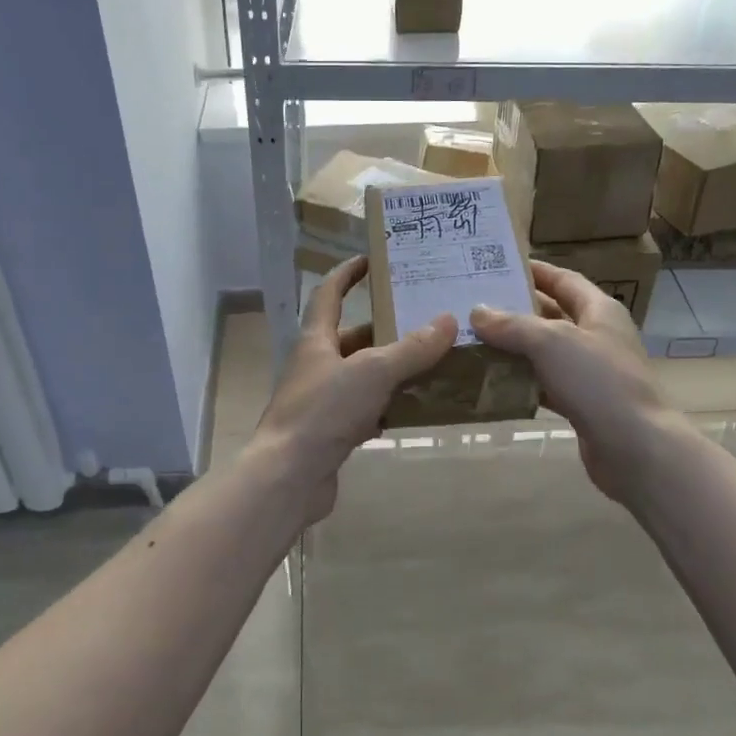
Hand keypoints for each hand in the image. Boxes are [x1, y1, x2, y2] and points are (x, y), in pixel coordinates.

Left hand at [247, 256, 455, 522]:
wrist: (288, 477)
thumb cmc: (323, 411)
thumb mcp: (372, 372)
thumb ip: (411, 348)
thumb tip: (447, 320)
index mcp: (316, 340)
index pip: (328, 293)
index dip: (347, 273)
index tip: (372, 259)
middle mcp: (317, 365)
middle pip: (353, 337)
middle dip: (387, 328)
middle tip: (427, 320)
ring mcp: (323, 400)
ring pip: (363, 375)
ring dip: (393, 369)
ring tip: (434, 361)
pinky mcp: (332, 432)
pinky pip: (367, 410)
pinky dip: (390, 406)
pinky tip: (418, 406)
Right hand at [471, 261, 681, 507]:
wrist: (636, 448)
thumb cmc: (598, 381)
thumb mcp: (551, 342)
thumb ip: (512, 325)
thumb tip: (477, 311)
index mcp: (600, 310)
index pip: (564, 280)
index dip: (535, 271)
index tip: (498, 266)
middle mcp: (597, 336)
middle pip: (552, 315)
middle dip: (515, 310)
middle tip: (474, 305)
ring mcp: (591, 372)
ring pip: (545, 352)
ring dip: (514, 348)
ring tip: (473, 341)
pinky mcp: (582, 404)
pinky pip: (545, 384)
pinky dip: (521, 381)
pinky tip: (491, 382)